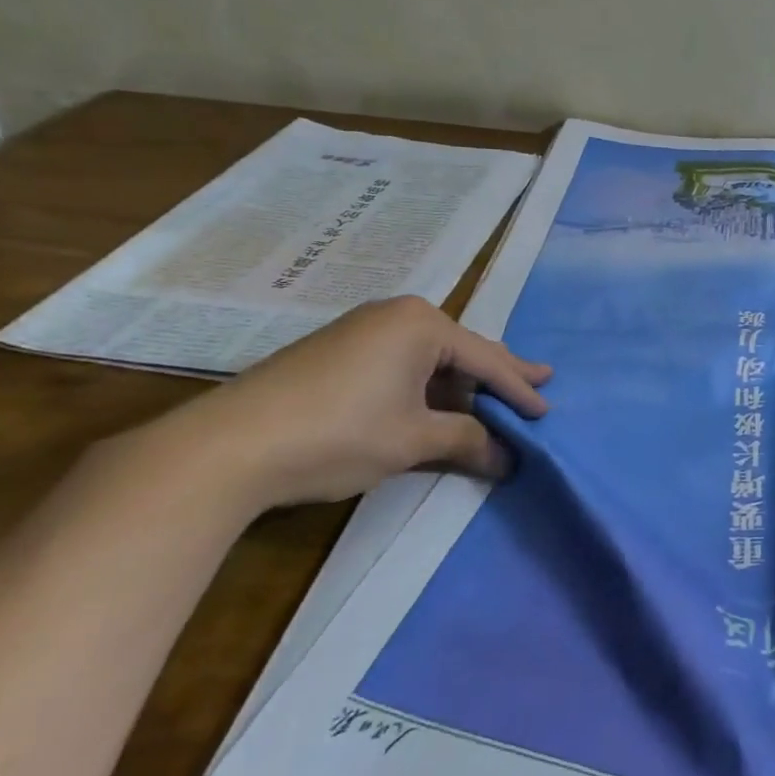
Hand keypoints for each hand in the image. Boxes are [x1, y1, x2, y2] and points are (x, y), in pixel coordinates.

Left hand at [159, 295, 550, 512]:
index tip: (547, 412)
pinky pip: (401, 364)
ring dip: (460, 385)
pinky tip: (435, 405)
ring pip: (430, 358)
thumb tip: (508, 460)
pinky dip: (426, 387)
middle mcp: (395, 315)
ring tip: (491, 403)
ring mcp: (362, 330)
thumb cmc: (339, 433)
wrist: (227, 447)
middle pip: (461, 351)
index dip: (519, 390)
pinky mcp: (336, 352)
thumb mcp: (412, 439)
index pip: (486, 360)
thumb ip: (467, 441)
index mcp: (421, 324)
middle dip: (497, 375)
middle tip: (537, 384)